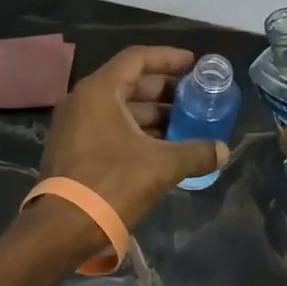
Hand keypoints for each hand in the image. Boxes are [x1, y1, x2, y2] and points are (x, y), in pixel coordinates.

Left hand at [39, 46, 227, 230]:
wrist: (62, 228)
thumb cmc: (111, 183)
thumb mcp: (160, 166)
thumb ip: (195, 152)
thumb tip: (224, 150)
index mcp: (99, 90)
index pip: (137, 58)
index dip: (168, 58)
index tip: (193, 64)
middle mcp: (83, 99)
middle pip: (129, 82)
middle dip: (164, 90)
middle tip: (194, 98)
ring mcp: (74, 124)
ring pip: (120, 107)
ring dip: (152, 114)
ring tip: (184, 124)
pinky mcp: (73, 147)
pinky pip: (109, 126)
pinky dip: (135, 130)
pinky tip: (162, 146)